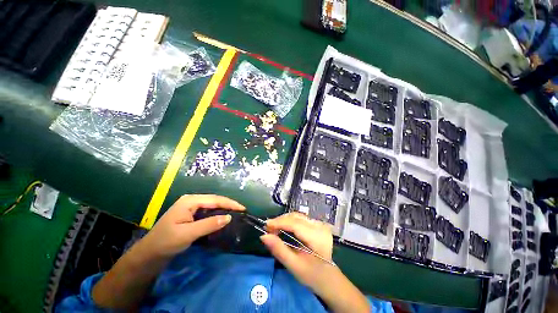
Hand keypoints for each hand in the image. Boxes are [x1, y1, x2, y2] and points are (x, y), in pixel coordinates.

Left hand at [140, 194, 244, 257]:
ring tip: (236, 213)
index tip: (243, 209)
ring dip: (224, 209)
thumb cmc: (166, 242)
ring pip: (212, 205)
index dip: (230, 203)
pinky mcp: (191, 215)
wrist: (149, 255)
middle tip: (241, 211)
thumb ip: (209, 224)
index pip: (215, 199)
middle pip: (215, 200)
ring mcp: (191, 207)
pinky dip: (218, 214)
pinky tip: (223, 218)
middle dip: (229, 204)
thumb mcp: (188, 234)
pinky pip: (208, 211)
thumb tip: (229, 217)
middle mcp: (191, 201)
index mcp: (190, 201)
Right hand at [261, 212, 369, 312]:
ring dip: (284, 220)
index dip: (280, 222)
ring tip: (274, 228)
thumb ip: (279, 250)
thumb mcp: (294, 266)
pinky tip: (283, 227)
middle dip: (281, 221)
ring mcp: (320, 224)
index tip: (266, 225)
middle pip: (296, 217)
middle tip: (268, 228)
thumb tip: (263, 236)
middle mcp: (320, 226)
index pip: (296, 224)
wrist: (329, 278)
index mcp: (318, 238)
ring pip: (298, 216)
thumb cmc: (312, 275)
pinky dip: (289, 221)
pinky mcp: (317, 224)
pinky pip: (300, 218)